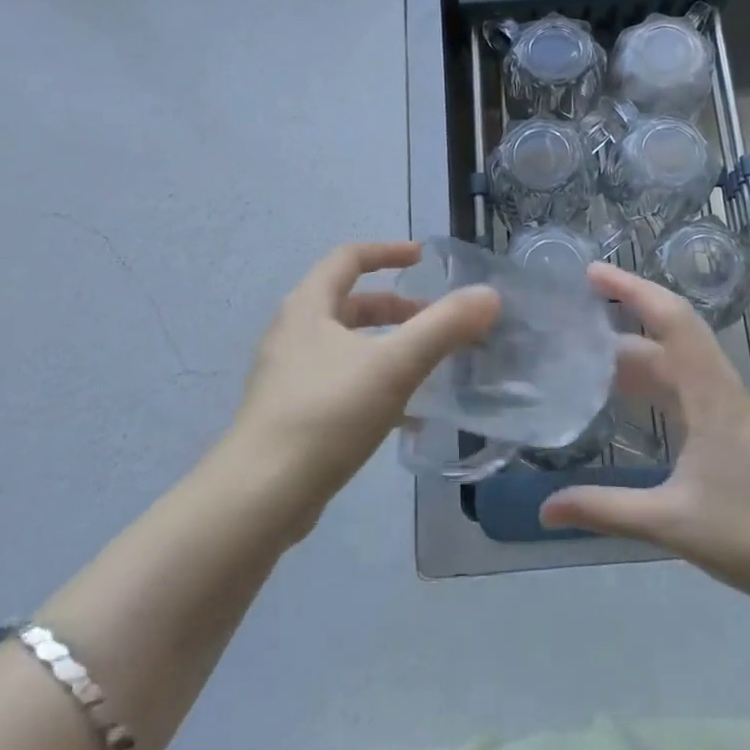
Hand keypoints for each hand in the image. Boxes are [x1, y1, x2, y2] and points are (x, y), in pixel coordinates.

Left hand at [229, 242, 498, 531]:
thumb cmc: (327, 414)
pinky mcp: (291, 416)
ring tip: (428, 367)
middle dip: (395, 308)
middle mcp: (293, 334)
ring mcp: (288, 377)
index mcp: (309, 308)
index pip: (348, 258)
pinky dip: (376, 386)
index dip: (387, 251)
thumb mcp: (394, 365)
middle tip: (433, 319)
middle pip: (349, 304)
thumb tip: (489, 296)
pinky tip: (407, 418)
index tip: (422, 258)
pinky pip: (342, 384)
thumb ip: (444, 327)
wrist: (259, 497)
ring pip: (347, 347)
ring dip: (388, 348)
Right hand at [541, 263, 749, 611]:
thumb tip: (546, 508)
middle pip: (671, 333)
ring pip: (678, 360)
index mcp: (710, 395)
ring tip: (587, 355)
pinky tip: (627, 399)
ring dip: (637, 351)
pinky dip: (653, 380)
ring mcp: (730, 407)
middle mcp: (720, 389)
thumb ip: (605, 510)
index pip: (671, 320)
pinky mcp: (733, 427)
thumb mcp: (670, 523)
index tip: (591, 272)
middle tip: (574, 316)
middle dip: (624, 316)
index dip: (632, 289)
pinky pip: (686, 385)